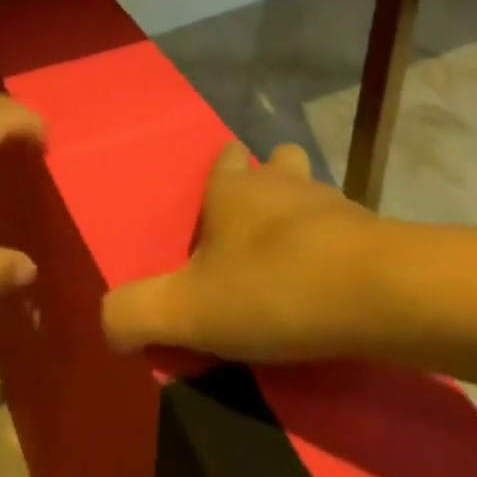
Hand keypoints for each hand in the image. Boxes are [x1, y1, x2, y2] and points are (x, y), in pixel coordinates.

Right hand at [102, 140, 382, 362]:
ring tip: (298, 257)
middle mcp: (279, 180)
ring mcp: (329, 199)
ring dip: (304, 213)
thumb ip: (138, 311)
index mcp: (232, 187)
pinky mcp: (371, 230)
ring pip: (312, 191)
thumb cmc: (270, 286)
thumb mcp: (188, 310)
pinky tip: (336, 283)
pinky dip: (338, 246)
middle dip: (268, 182)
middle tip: (258, 228)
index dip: (222, 172)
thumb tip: (104, 320)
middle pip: (275, 162)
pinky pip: (347, 228)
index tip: (217, 202)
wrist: (372, 292)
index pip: (225, 156)